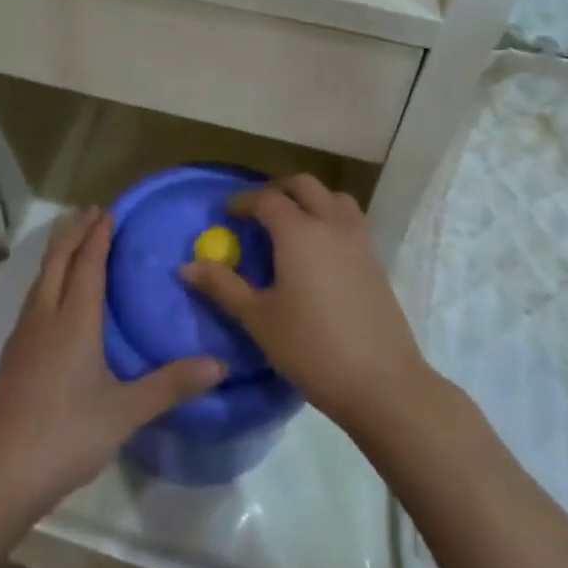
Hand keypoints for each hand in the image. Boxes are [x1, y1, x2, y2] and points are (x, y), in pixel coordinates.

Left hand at [0, 207, 224, 526]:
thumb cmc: (63, 435)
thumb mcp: (124, 413)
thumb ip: (170, 385)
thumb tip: (220, 364)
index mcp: (73, 320)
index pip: (88, 264)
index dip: (98, 235)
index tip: (108, 210)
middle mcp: (45, 317)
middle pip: (57, 261)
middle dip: (73, 232)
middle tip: (90, 211)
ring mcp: (23, 336)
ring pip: (41, 278)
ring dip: (58, 253)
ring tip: (72, 240)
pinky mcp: (13, 357)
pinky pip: (34, 298)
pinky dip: (48, 279)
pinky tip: (52, 297)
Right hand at [178, 175, 429, 434]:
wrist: (381, 381)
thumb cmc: (311, 348)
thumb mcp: (258, 319)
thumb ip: (223, 286)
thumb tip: (186, 266)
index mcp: (298, 232)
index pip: (266, 199)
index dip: (244, 201)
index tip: (228, 212)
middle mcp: (330, 224)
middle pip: (304, 185)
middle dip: (278, 189)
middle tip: (258, 211)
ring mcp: (359, 240)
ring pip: (334, 197)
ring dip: (311, 199)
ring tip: (293, 223)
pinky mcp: (375, 260)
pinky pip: (351, 220)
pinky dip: (331, 218)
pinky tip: (321, 251)